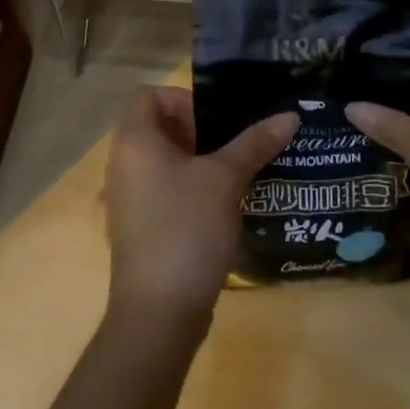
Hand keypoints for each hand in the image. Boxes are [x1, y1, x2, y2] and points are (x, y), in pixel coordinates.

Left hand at [104, 87, 296, 327]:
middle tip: (233, 147)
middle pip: (156, 127)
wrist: (158, 314)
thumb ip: (254, 143)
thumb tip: (289, 115)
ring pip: (160, 162)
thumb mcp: (225, 180)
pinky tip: (220, 209)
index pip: (149, 95)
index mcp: (134, 141)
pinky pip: (160, 191)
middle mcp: (121, 164)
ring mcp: (125, 199)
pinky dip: (186, 190)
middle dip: (197, 131)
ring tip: (234, 174)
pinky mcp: (135, 228)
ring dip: (195, 162)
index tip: (217, 121)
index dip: (183, 99)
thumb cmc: (186, 229)